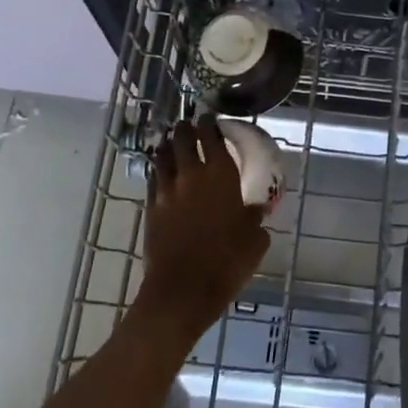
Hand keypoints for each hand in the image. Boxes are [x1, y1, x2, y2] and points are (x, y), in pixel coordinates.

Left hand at [135, 116, 270, 344]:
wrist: (183, 290)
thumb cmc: (227, 262)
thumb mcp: (255, 240)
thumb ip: (255, 219)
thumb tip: (256, 210)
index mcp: (220, 175)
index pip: (212, 136)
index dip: (210, 123)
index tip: (210, 117)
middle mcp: (191, 175)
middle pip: (182, 140)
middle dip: (185, 129)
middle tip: (189, 125)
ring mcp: (167, 191)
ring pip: (163, 157)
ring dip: (168, 146)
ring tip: (171, 142)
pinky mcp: (151, 209)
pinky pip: (153, 180)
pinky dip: (158, 171)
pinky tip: (161, 173)